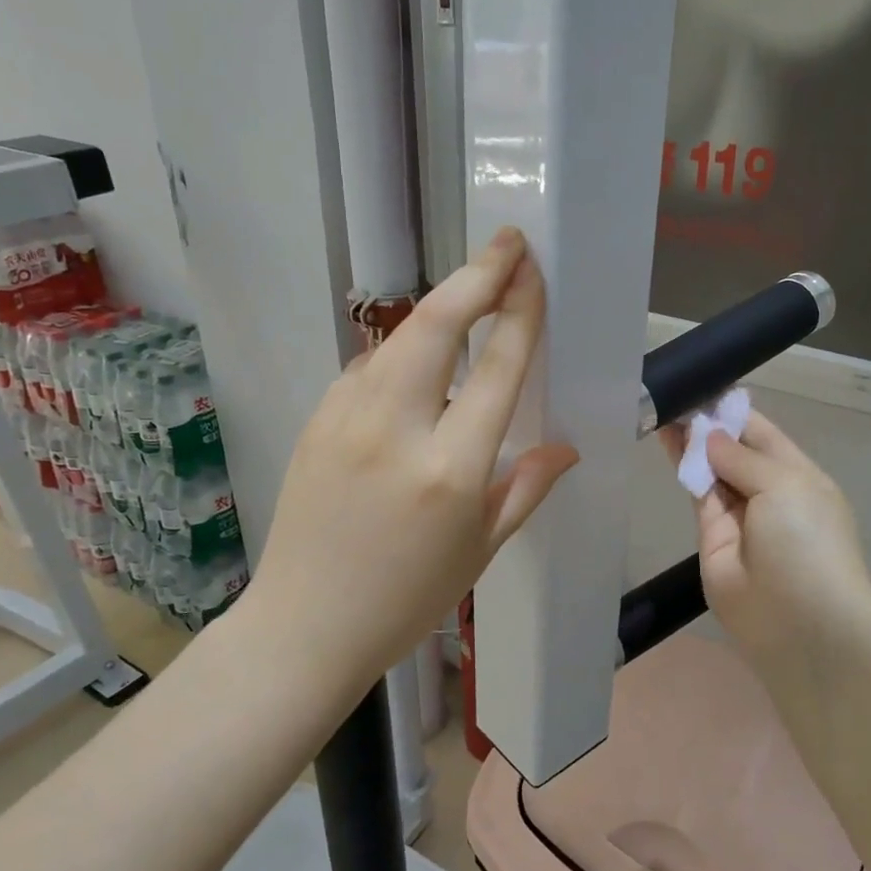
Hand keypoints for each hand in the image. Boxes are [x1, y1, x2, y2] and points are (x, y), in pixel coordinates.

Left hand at [245, 229, 576, 693]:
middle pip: (436, 325)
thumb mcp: (481, 549)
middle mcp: (396, 430)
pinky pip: (370, 368)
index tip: (532, 272)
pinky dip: (404, 352)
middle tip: (508, 245)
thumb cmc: (407, 598)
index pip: (495, 369)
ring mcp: (345, 419)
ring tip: (473, 293)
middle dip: (477, 275)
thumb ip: (526, 488)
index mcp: (449, 470)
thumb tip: (566, 446)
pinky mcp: (316, 420)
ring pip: (399, 338)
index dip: (519, 312)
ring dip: (440, 308)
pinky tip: (421, 364)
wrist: (304, 625)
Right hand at [661, 410, 870, 669]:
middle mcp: (770, 493)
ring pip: (711, 470)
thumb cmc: (807, 542)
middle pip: (734, 451)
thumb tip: (708, 435)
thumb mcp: (786, 485)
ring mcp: (739, 516)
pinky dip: (682, 468)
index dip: (734, 412)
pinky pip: (697, 494)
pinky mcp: (710, 537)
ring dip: (690, 442)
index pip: (763, 434)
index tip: (703, 386)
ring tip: (662, 408)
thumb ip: (742, 457)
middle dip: (708, 425)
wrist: (797, 623)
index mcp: (800, 476)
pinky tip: (665, 439)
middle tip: (674, 393)